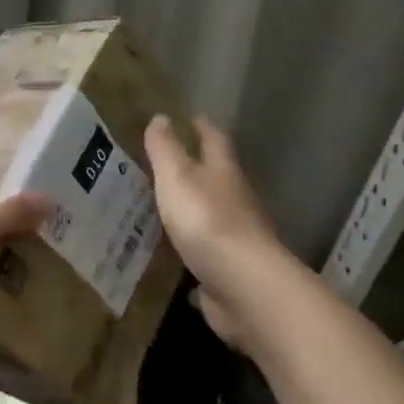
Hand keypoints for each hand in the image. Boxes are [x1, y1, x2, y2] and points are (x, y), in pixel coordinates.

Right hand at [144, 114, 283, 349]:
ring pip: (212, 216)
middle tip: (170, 162)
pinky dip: (192, 250)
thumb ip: (166, 150)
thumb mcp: (178, 177)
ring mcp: (234, 238)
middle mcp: (234, 202)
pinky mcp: (227, 270)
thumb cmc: (208, 221)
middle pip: (218, 178)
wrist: (242, 286)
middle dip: (199, 168)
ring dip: (193, 209)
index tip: (192, 116)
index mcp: (223, 174)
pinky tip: (174, 256)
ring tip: (164, 206)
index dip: (203, 128)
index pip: (214, 141)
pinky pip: (205, 254)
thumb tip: (161, 117)